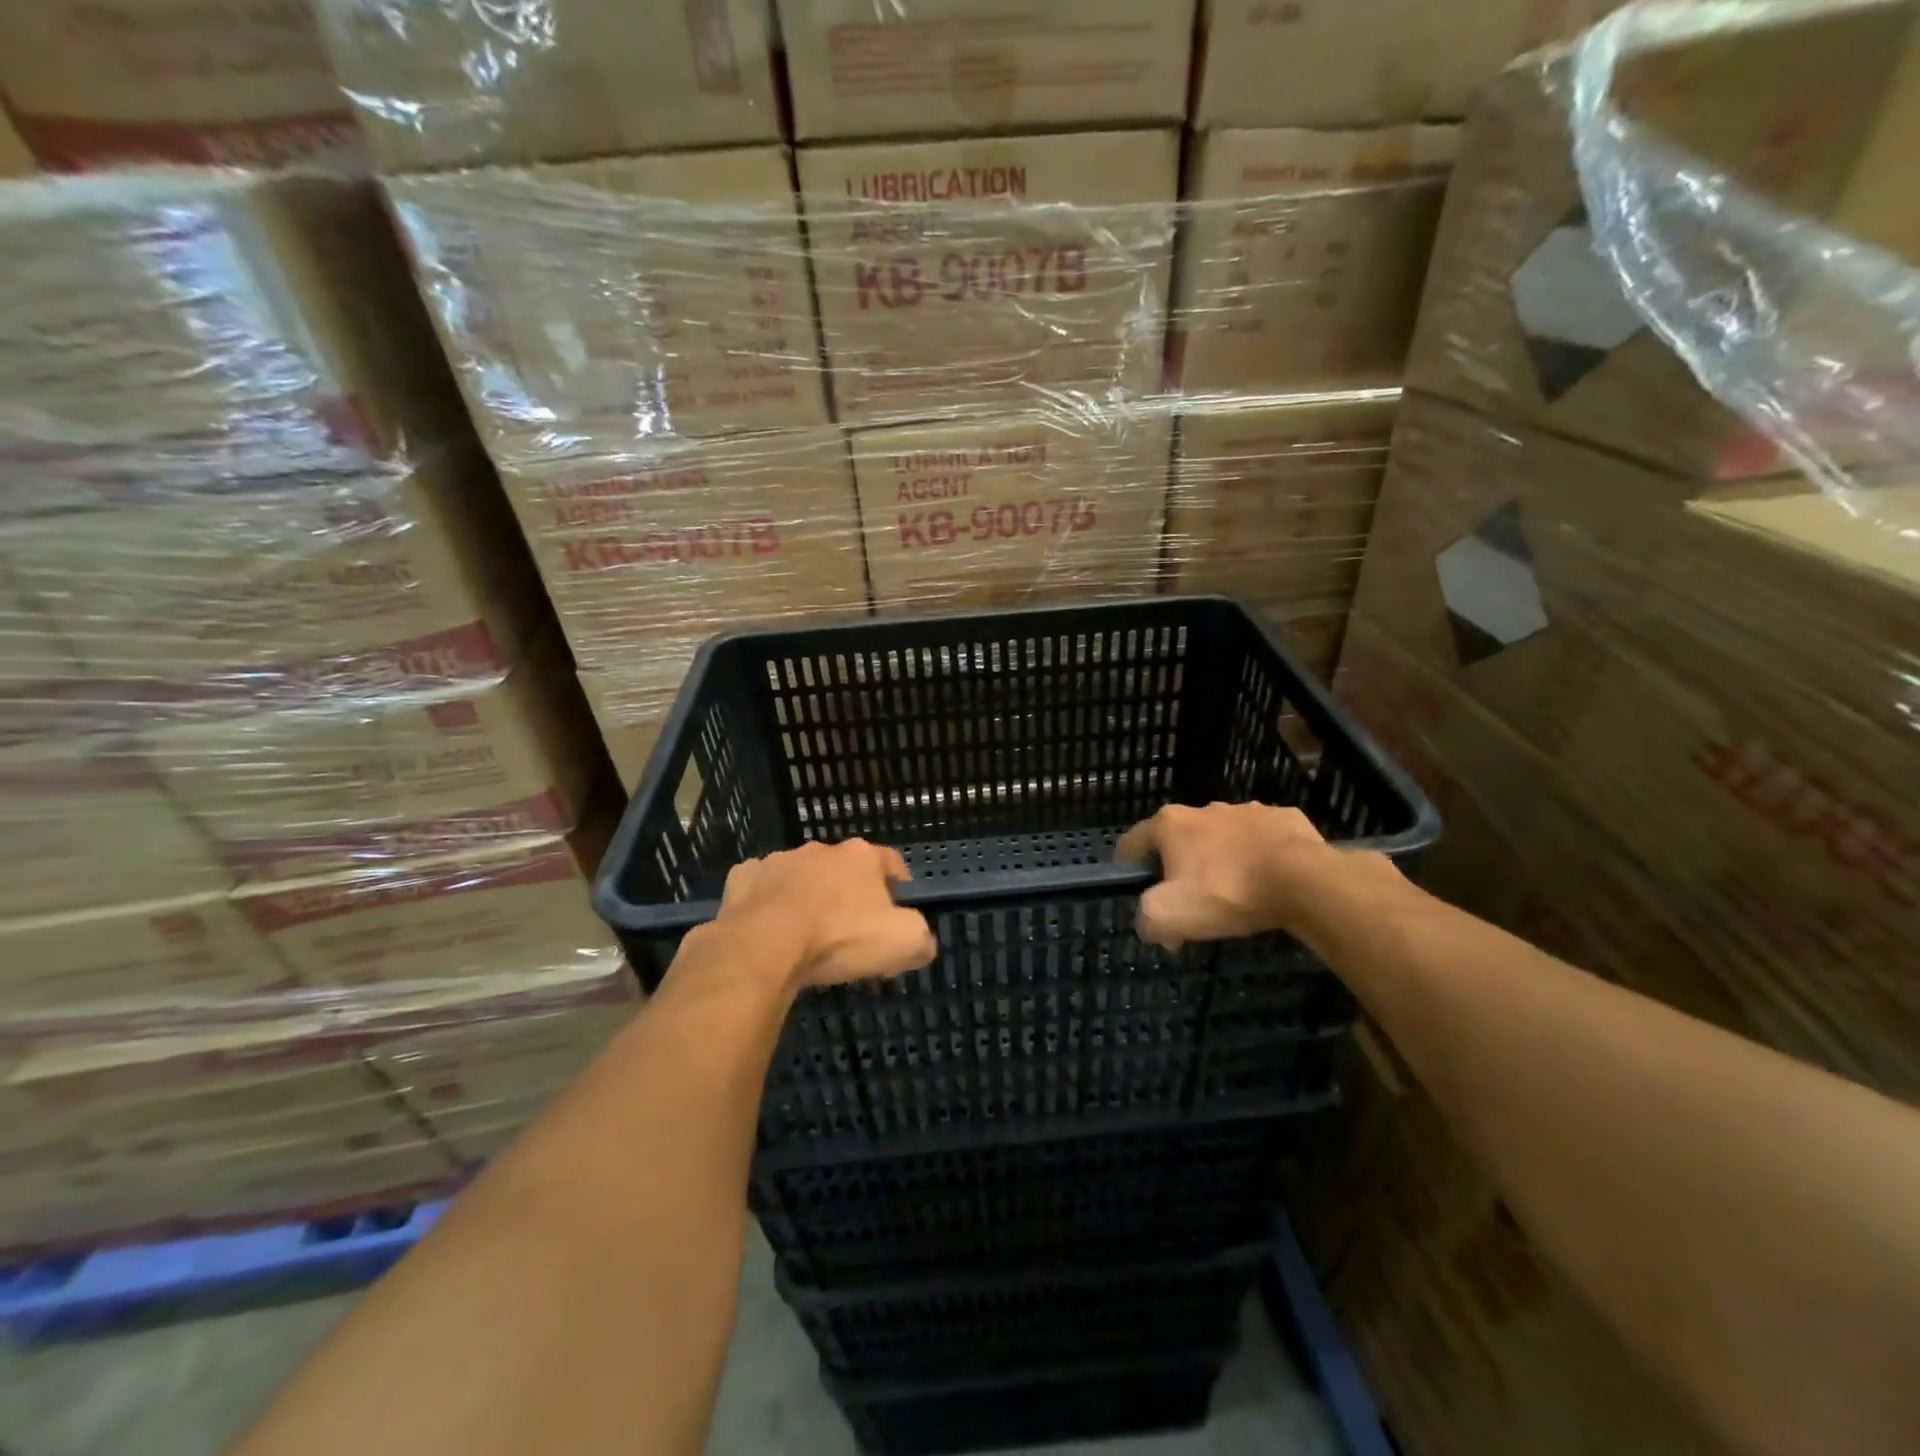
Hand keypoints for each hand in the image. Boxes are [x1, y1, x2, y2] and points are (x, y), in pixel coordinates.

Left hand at [711, 839, 936, 989]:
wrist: (764, 945)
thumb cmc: (839, 938)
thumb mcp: (902, 943)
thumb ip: (920, 938)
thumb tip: (922, 943)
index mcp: (861, 857)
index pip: (890, 861)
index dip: (898, 881)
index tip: (900, 902)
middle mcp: (821, 849)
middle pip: (844, 867)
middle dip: (849, 890)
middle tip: (851, 925)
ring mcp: (778, 860)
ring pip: (800, 874)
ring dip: (806, 893)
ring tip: (806, 929)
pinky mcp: (742, 878)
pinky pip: (761, 887)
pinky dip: (766, 902)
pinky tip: (767, 926)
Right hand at [1115, 802, 1356, 951]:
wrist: (1305, 881)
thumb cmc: (1229, 892)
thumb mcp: (1171, 916)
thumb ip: (1147, 920)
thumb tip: (1152, 927)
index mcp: (1170, 824)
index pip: (1133, 841)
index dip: (1128, 866)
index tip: (1137, 890)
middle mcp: (1205, 809)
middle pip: (1179, 839)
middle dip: (1180, 867)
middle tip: (1192, 904)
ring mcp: (1247, 810)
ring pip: (1222, 837)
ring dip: (1221, 859)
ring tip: (1237, 893)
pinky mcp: (1283, 817)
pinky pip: (1261, 838)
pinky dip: (1259, 856)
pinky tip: (1270, 880)